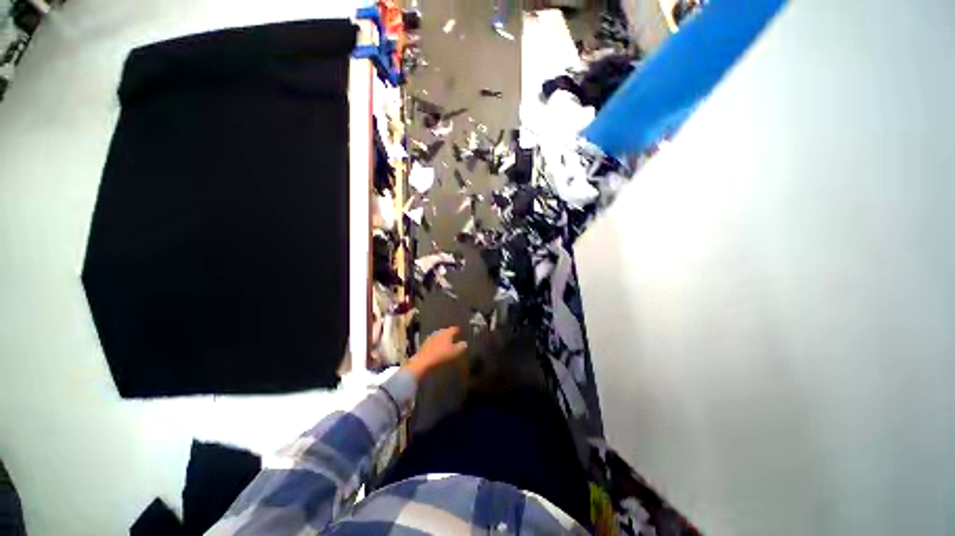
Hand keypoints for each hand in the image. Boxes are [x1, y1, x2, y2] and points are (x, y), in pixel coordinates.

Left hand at [405, 327, 467, 380]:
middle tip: (454, 338)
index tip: (461, 333)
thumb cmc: (441, 356)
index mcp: (447, 332)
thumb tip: (464, 343)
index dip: (458, 331)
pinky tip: (438, 348)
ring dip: (443, 339)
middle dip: (450, 334)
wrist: (423, 362)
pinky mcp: (425, 343)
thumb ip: (461, 347)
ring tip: (446, 344)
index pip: (454, 329)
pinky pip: (434, 341)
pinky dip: (437, 343)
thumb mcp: (455, 353)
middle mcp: (439, 332)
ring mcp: (431, 337)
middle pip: (446, 331)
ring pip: (439, 336)